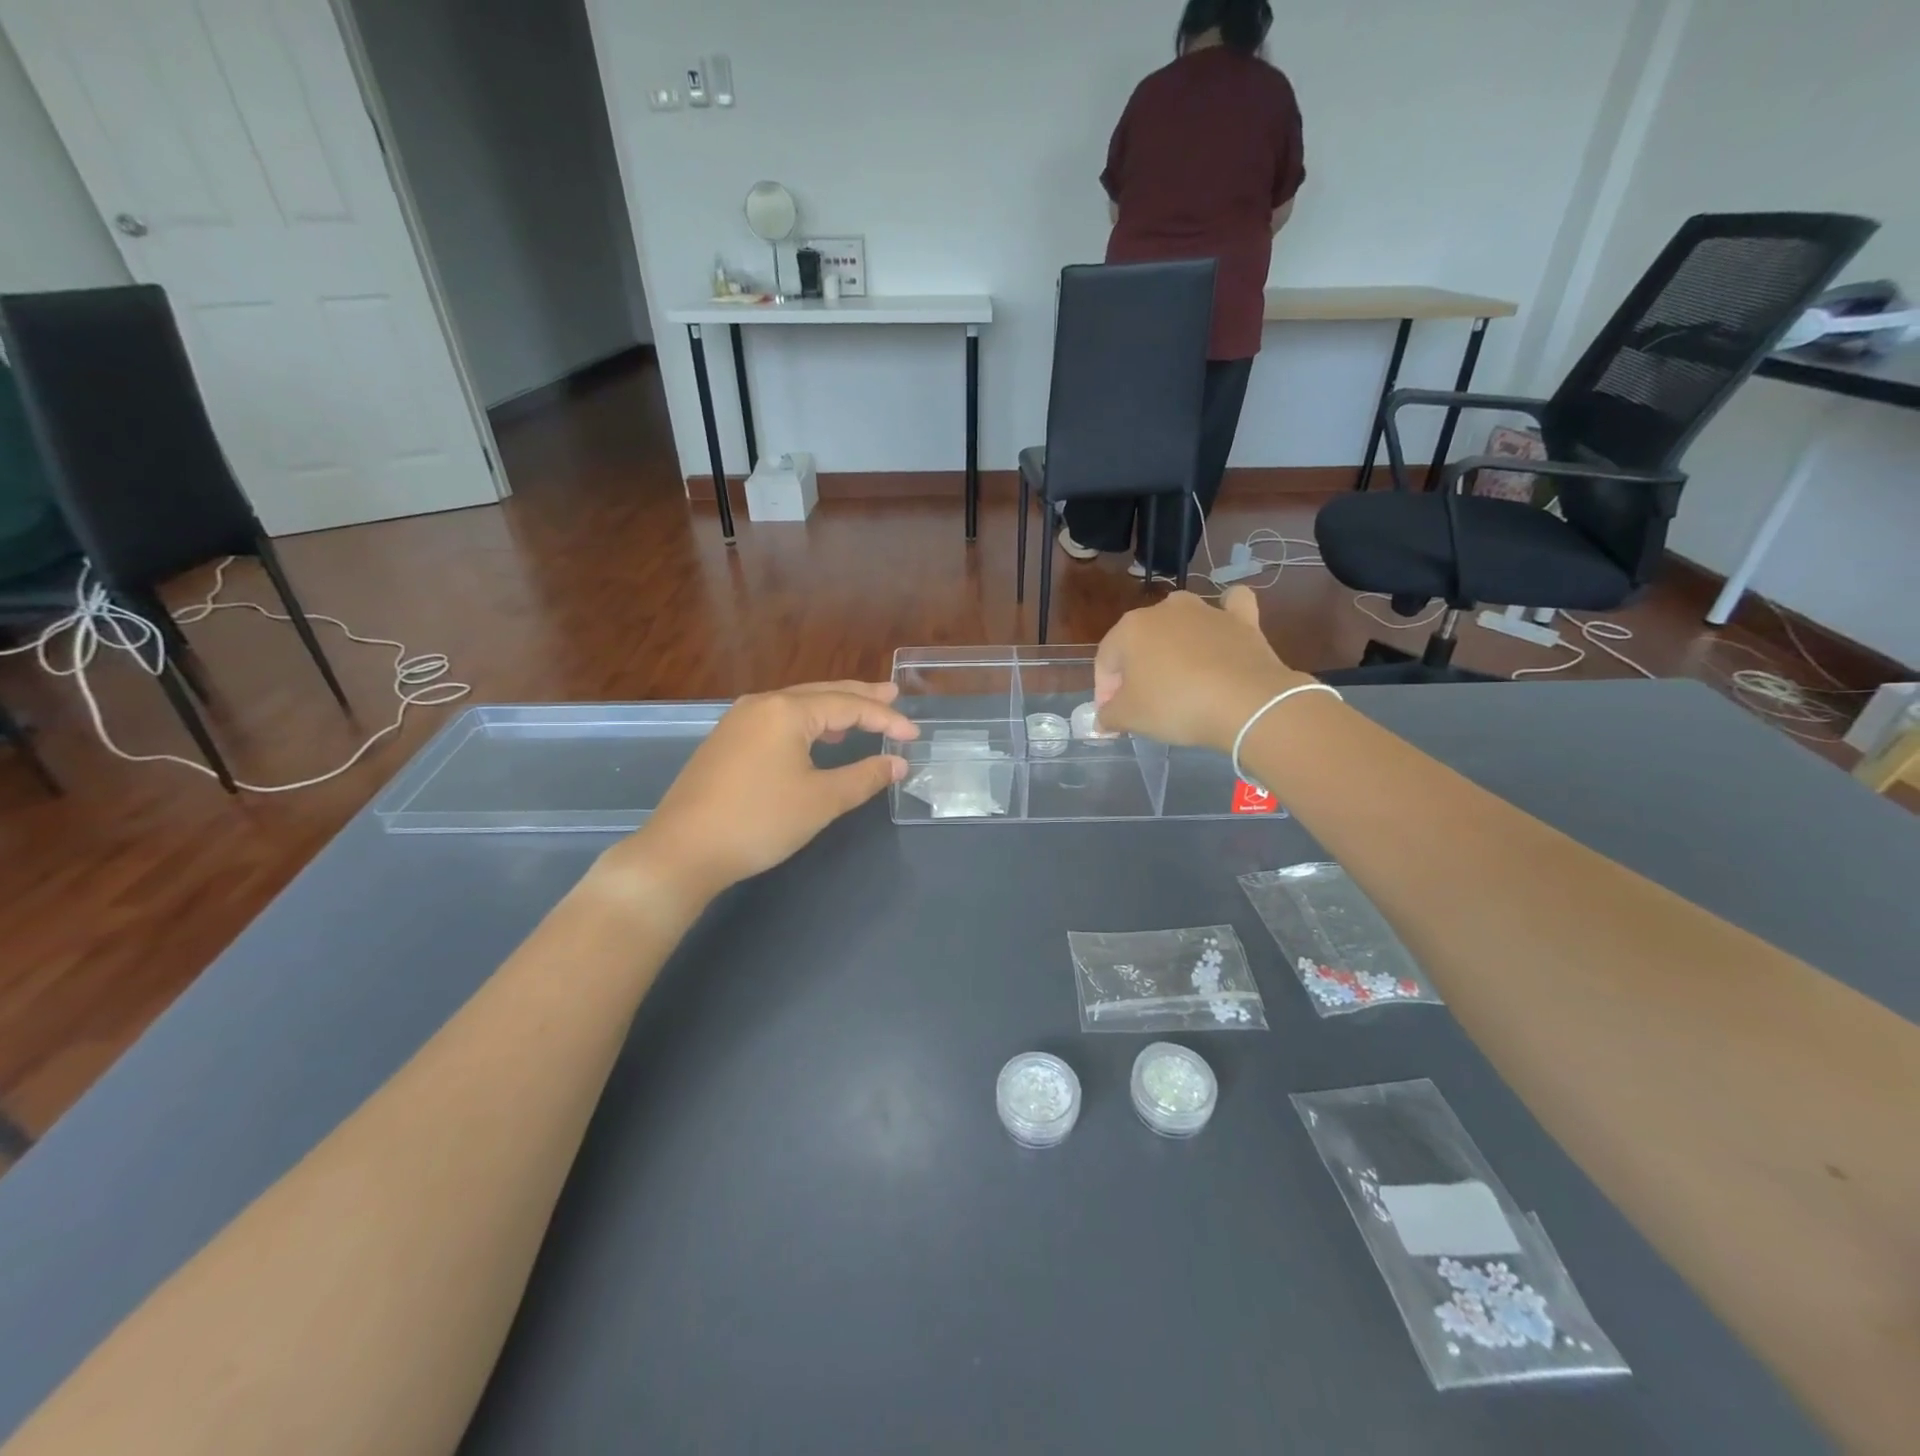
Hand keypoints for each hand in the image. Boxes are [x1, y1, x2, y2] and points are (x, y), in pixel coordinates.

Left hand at [603, 682, 917, 909]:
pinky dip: (807, 723)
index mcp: (786, 710)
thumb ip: (864, 776)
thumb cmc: (759, 821)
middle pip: (821, 694)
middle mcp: (761, 704)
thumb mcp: (821, 800)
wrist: (682, 851)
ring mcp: (738, 721)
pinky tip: (816, 738)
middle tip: (892, 694)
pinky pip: (778, 720)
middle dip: (859, 697)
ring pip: (797, 706)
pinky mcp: (726, 742)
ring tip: (861, 713)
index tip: (913, 735)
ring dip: (832, 709)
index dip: (885, 719)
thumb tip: (897, 763)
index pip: (848, 706)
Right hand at [1093, 587, 1310, 750]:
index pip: (1106, 660)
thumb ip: (1108, 715)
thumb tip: (1104, 718)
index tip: (1113, 717)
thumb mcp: (1129, 718)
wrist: (1246, 703)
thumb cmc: (1175, 706)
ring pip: (1180, 621)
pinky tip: (1223, 628)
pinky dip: (1225, 614)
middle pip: (1141, 641)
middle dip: (1136, 670)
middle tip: (1143, 703)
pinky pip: (1230, 607)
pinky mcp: (1242, 620)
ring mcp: (1206, 611)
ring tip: (1179, 677)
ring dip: (1174, 644)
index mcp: (1131, 628)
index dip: (1104, 691)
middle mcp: (1165, 610)